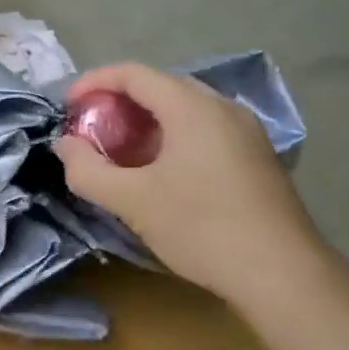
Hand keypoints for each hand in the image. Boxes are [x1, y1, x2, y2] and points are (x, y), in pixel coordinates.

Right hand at [53, 63, 329, 306]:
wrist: (284, 276)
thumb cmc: (202, 228)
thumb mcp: (132, 201)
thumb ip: (87, 169)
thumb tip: (64, 146)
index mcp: (191, 107)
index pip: (132, 73)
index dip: (93, 82)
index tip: (67, 108)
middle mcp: (222, 107)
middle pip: (159, 87)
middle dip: (118, 103)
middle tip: (91, 130)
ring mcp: (246, 131)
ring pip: (184, 109)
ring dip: (145, 122)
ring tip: (121, 152)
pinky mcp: (257, 157)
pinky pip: (204, 129)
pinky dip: (172, 137)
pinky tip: (161, 172)